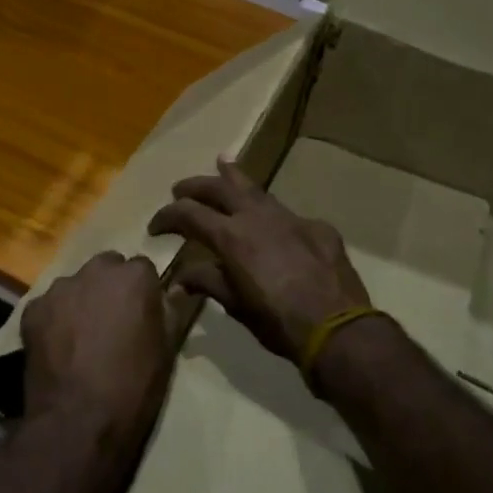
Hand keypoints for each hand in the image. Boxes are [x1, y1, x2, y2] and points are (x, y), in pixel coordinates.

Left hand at [21, 251, 182, 466]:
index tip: (142, 315)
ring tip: (82, 339)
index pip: (143, 268)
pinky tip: (59, 349)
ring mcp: (60, 288)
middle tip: (112, 323)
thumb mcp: (167, 349)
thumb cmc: (133, 387)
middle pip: (106, 268)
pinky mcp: (33, 309)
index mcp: (134, 276)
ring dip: (82, 301)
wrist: (78, 422)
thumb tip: (177, 288)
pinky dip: (54, 320)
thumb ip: (172, 309)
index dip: (142, 292)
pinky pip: (48, 306)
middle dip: (110, 288)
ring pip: (76, 285)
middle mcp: (96, 270)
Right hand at [149, 158, 370, 364]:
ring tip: (222, 163)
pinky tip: (272, 221)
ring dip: (234, 178)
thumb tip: (180, 279)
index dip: (167, 217)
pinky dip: (270, 213)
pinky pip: (286, 214)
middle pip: (218, 189)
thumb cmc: (278, 323)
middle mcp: (257, 216)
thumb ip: (208, 283)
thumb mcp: (236, 306)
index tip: (155, 227)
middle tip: (179, 189)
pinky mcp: (316, 227)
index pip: (188, 214)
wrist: (338, 329)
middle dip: (195, 187)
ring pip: (255, 189)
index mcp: (231, 236)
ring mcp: (289, 217)